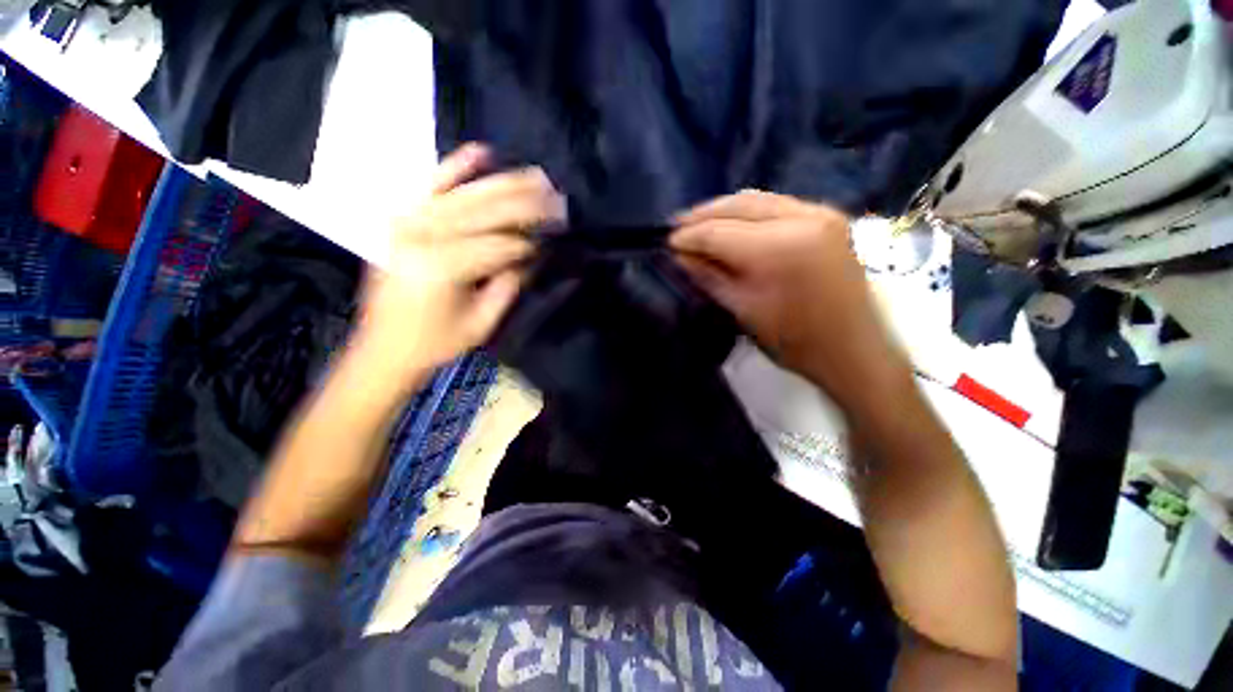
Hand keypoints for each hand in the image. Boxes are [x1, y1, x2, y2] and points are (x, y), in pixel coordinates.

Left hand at [352, 144, 565, 388]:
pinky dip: (455, 167)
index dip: (532, 242)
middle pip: (487, 212)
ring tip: (537, 175)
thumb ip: (510, 285)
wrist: (382, 348)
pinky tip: (481, 152)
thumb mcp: (482, 323)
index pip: (501, 245)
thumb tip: (535, 254)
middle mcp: (425, 235)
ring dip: (505, 184)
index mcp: (444, 267)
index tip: (558, 235)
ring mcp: (410, 222)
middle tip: (559, 197)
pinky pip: (431, 186)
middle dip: (527, 204)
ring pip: (467, 195)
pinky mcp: (402, 219)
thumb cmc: (436, 342)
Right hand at [671, 190, 909, 412]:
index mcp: (779, 248)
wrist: (853, 350)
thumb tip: (679, 255)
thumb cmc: (794, 341)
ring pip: (758, 199)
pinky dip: (749, 211)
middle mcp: (802, 218)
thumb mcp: (742, 310)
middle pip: (739, 205)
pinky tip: (732, 223)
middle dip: (703, 215)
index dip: (689, 236)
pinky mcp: (828, 217)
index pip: (719, 232)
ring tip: (698, 223)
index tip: (666, 242)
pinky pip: (777, 204)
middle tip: (676, 226)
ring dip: (724, 210)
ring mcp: (820, 213)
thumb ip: (708, 276)